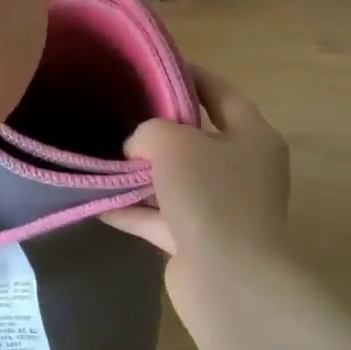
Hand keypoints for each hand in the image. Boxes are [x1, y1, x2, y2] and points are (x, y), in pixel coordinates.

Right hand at [104, 65, 290, 270]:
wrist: (230, 283)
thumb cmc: (210, 196)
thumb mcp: (172, 141)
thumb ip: (149, 131)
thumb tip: (138, 151)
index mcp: (252, 136)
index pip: (221, 93)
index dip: (189, 75)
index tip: (154, 66)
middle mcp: (243, 170)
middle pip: (196, 137)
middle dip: (159, 127)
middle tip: (120, 111)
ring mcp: (223, 209)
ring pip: (176, 180)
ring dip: (141, 173)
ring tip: (101, 155)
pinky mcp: (200, 242)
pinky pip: (161, 216)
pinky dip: (133, 210)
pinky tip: (97, 201)